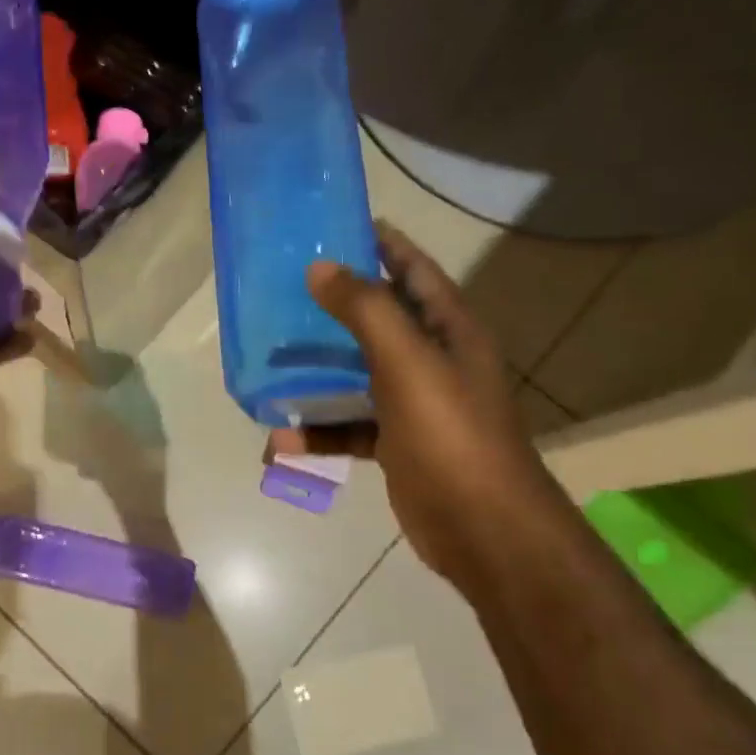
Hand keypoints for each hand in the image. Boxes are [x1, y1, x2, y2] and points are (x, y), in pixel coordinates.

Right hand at [270, 222, 565, 588]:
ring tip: (271, 361)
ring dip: (318, 371)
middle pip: (381, 319)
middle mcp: (435, 361)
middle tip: (286, 289)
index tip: (339, 225)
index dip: (384, 244)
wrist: (484, 530)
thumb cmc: (451, 436)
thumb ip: (366, 311)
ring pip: (358, 374)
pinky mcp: (398, 444)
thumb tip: (322, 267)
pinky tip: (280, 442)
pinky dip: (319, 431)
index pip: (416, 271)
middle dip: (336, 304)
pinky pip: (351, 426)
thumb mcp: (408, 364)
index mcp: (450, 331)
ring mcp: (416, 405)